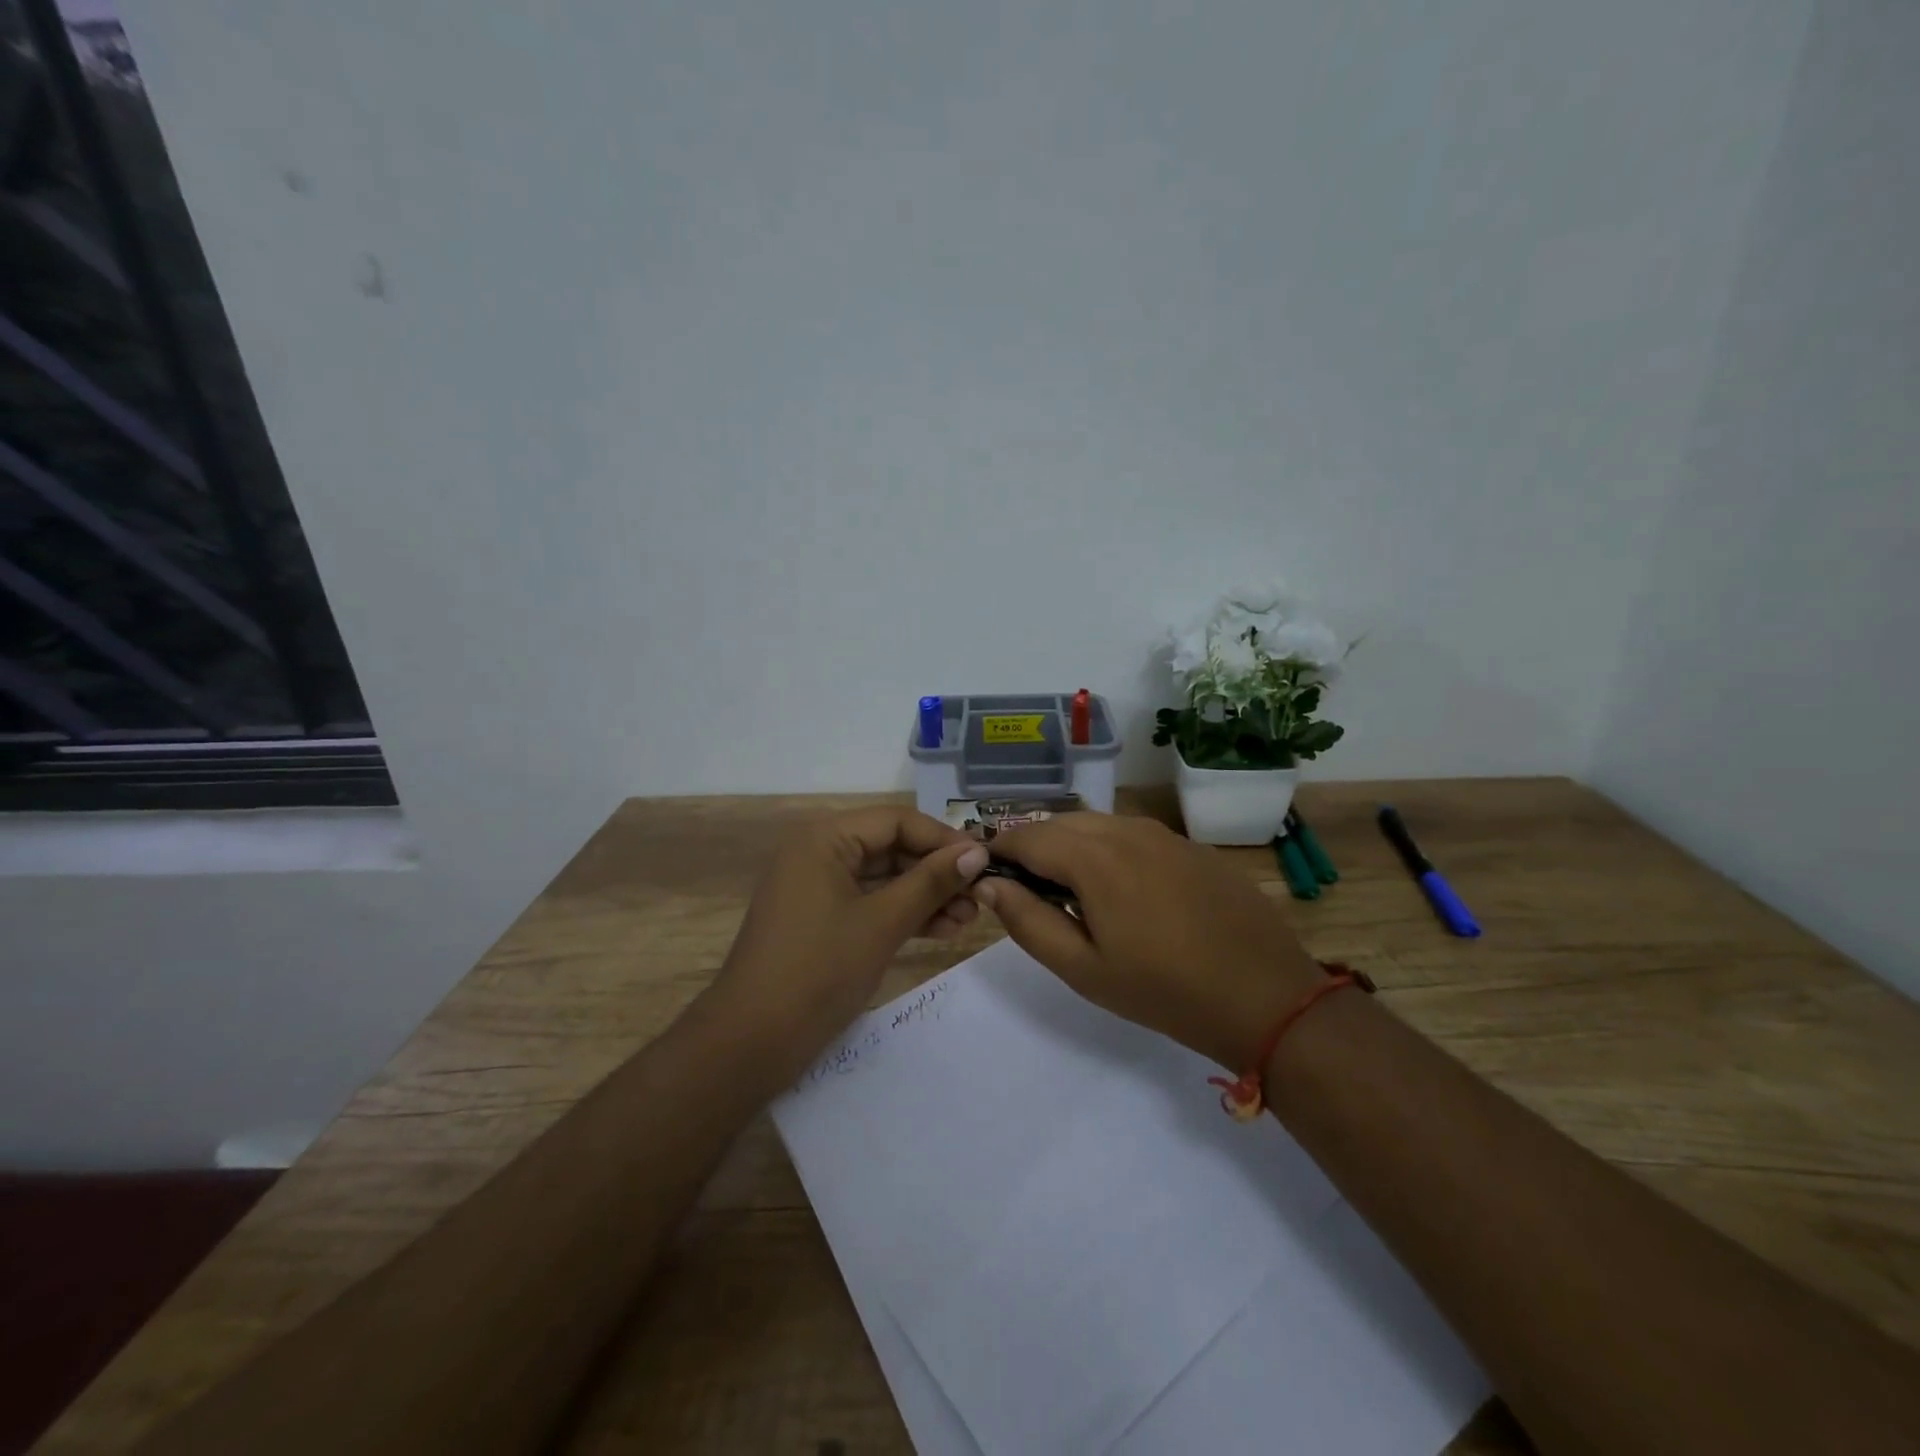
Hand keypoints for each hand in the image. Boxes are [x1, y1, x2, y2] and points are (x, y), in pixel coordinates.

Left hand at [707, 806, 989, 1086]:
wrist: (752, 1042)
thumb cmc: (818, 969)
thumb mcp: (883, 922)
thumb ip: (931, 883)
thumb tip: (978, 853)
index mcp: (825, 839)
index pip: (896, 821)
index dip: (943, 839)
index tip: (985, 862)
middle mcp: (820, 853)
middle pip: (891, 848)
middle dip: (937, 872)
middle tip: (981, 896)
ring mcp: (820, 888)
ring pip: (885, 879)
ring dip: (927, 896)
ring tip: (969, 919)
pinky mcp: (823, 921)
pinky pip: (872, 904)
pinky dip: (905, 914)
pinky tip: (943, 929)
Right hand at [978, 813, 1321, 1070]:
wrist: (1265, 995)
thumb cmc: (1163, 990)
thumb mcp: (1083, 968)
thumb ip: (1027, 921)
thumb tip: (988, 884)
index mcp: (1094, 857)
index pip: (1026, 836)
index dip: (998, 850)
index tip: (986, 875)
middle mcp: (1126, 830)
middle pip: (1060, 823)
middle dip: (1033, 847)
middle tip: (1026, 890)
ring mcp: (1163, 834)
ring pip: (1097, 825)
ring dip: (1071, 846)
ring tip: (1069, 891)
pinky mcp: (1190, 846)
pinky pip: (1132, 835)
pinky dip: (1108, 850)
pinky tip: (1122, 890)